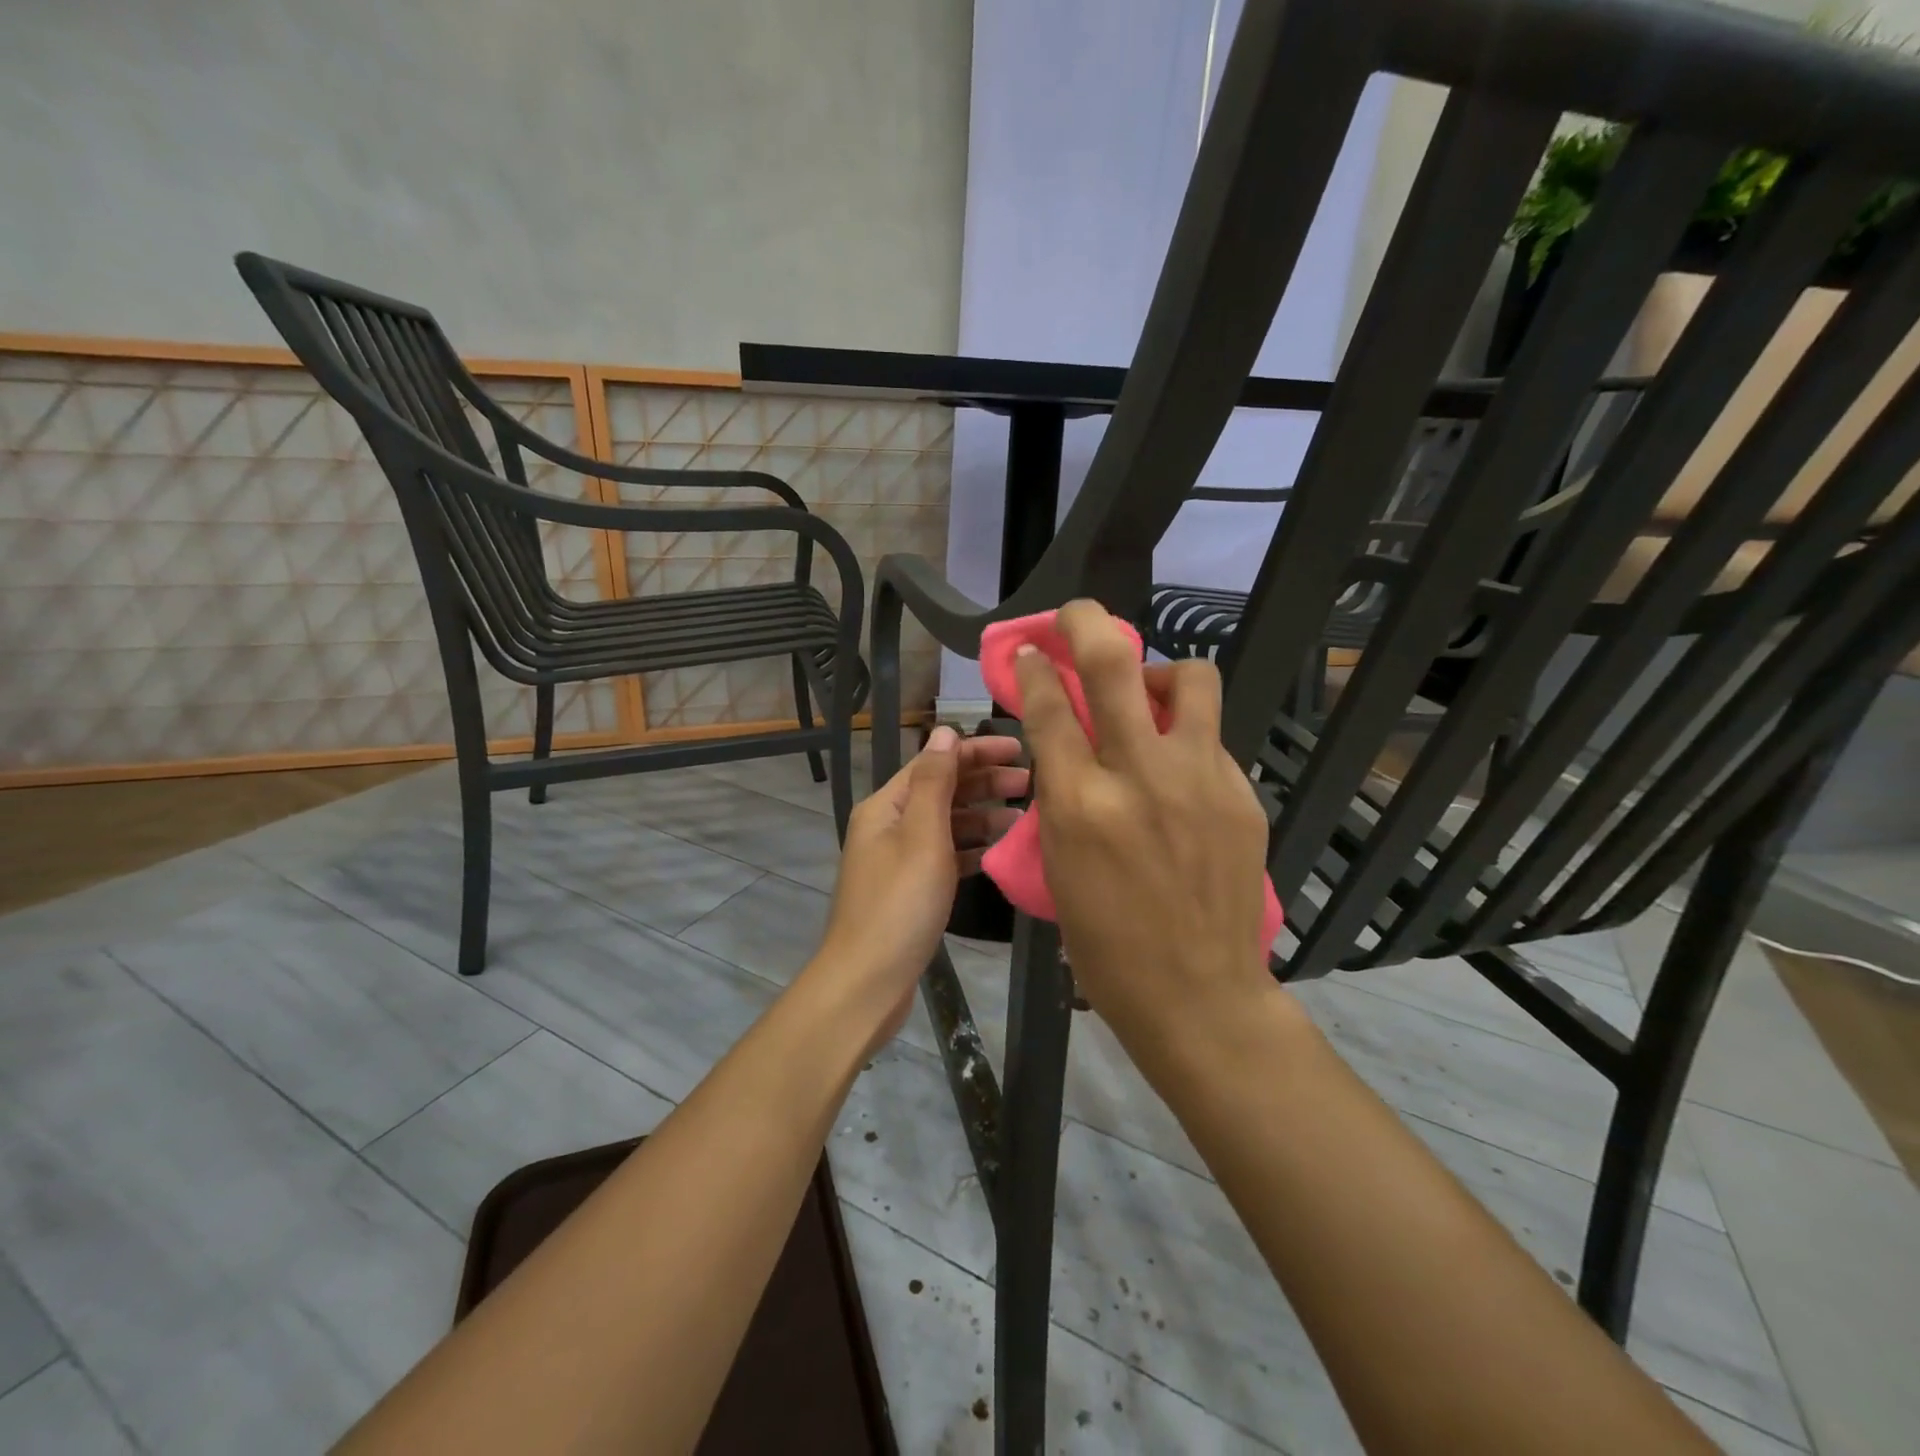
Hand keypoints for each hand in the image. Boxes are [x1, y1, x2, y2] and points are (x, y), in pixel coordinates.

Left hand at [809, 727, 1026, 1051]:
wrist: (868, 982)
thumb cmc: (900, 904)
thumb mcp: (922, 836)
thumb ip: (936, 782)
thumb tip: (945, 730)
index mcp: (887, 805)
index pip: (935, 761)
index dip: (977, 751)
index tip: (1021, 749)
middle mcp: (890, 825)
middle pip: (942, 790)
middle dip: (985, 782)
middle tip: (1032, 784)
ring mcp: (899, 858)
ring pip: (947, 823)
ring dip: (983, 816)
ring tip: (1024, 819)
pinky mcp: (911, 888)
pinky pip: (946, 855)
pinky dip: (972, 849)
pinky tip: (1001, 851)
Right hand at [1014, 601, 1274, 1056]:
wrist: (1197, 992)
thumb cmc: (1107, 944)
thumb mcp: (1060, 866)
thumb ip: (1062, 794)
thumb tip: (1065, 742)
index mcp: (1080, 805)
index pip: (1049, 708)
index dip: (1036, 668)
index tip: (1033, 650)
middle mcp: (1140, 777)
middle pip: (1113, 666)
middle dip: (1086, 623)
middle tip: (1076, 617)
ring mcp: (1199, 780)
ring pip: (1188, 679)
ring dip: (1158, 673)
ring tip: (1145, 698)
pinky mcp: (1240, 793)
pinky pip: (1209, 738)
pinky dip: (1184, 736)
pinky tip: (1176, 770)